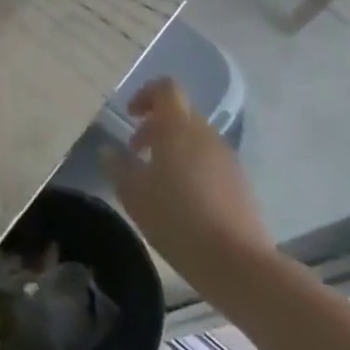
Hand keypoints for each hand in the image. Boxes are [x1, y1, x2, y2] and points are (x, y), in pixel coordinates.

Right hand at [102, 79, 274, 283]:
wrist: (235, 261)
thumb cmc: (175, 218)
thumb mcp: (133, 192)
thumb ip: (118, 165)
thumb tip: (109, 150)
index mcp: (178, 128)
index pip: (166, 88)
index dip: (146, 94)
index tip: (130, 116)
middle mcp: (206, 135)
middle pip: (181, 113)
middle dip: (156, 125)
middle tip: (135, 150)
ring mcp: (227, 159)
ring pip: (196, 138)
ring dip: (173, 147)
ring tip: (155, 178)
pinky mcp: (239, 183)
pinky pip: (209, 161)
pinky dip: (191, 166)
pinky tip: (180, 199)